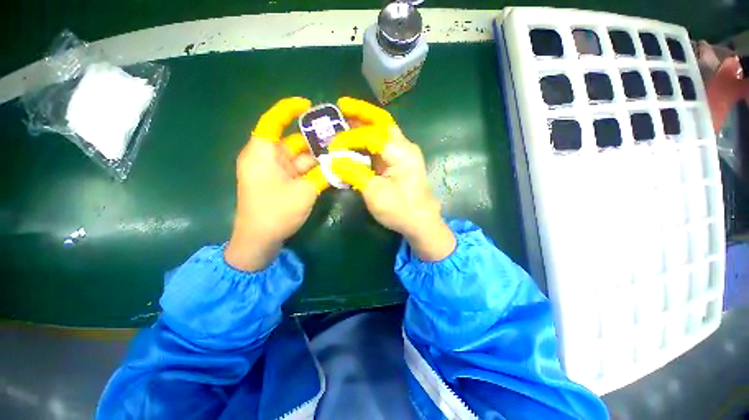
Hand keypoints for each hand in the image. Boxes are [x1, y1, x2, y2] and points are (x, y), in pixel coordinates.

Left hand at [224, 97, 328, 270]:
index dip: (288, 110)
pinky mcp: (282, 183)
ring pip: (299, 158)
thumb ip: (324, 174)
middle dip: (314, 139)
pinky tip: (332, 169)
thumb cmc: (275, 212)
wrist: (260, 241)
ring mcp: (275, 172)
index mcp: (262, 153)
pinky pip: (300, 171)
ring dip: (318, 158)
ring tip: (340, 153)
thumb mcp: (304, 191)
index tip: (307, 105)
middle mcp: (267, 158)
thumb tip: (341, 163)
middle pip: (292, 141)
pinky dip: (314, 170)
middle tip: (338, 136)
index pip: (272, 121)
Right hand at [329, 97, 455, 260]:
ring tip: (344, 118)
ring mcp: (403, 153)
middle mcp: (405, 147)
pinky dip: (367, 140)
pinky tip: (355, 140)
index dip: (349, 138)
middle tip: (341, 105)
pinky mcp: (399, 161)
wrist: (421, 223)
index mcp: (402, 153)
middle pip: (382, 122)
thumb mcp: (375, 194)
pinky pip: (382, 144)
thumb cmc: (400, 210)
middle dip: (362, 112)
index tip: (332, 147)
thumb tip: (334, 159)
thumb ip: (354, 173)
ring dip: (364, 124)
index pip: (372, 136)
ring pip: (383, 130)